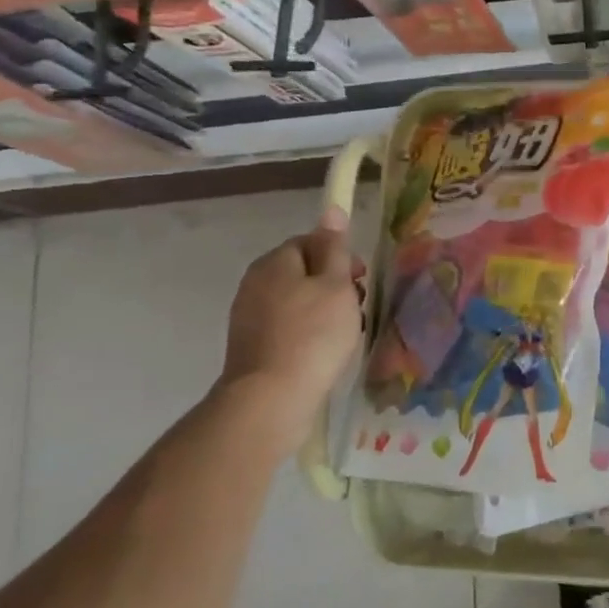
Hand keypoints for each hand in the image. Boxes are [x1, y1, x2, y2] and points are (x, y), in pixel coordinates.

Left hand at [218, 204, 362, 445]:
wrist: (271, 398)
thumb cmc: (313, 335)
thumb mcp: (336, 285)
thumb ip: (335, 248)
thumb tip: (331, 209)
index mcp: (274, 262)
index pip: (310, 242)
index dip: (339, 257)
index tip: (360, 279)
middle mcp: (255, 283)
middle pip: (303, 272)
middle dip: (333, 286)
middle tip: (356, 309)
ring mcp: (248, 317)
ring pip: (296, 302)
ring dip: (322, 312)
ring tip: (344, 335)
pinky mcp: (250, 346)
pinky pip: (286, 328)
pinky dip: (307, 334)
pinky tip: (322, 353)